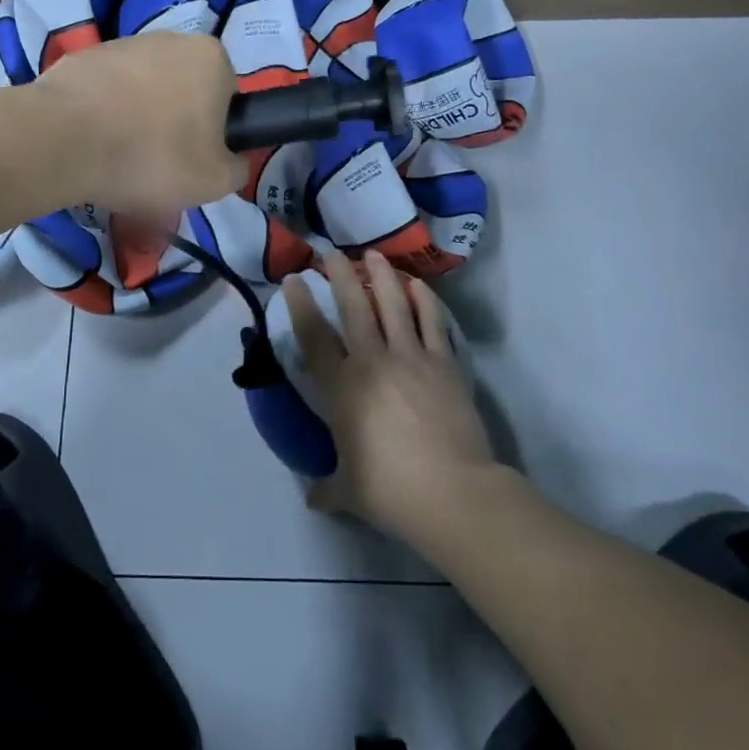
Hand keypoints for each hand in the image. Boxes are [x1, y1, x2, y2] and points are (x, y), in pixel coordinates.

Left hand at [33, 31, 246, 218]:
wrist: (63, 140)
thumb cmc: (152, 156)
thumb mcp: (215, 181)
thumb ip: (238, 167)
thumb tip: (233, 159)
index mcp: (211, 57)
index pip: (227, 98)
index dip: (215, 134)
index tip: (194, 161)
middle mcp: (171, 38)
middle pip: (184, 91)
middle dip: (175, 123)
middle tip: (159, 165)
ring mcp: (122, 43)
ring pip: (143, 91)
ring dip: (138, 119)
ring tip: (121, 159)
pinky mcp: (82, 57)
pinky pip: (106, 92)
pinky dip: (104, 115)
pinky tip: (93, 145)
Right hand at [286, 249, 496, 547]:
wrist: (453, 492)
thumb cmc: (391, 491)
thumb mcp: (348, 491)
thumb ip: (325, 487)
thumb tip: (312, 496)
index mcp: (342, 388)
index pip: (314, 336)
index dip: (301, 304)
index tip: (295, 279)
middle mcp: (373, 362)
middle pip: (353, 307)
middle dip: (339, 275)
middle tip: (331, 253)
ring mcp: (412, 358)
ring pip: (393, 304)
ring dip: (380, 276)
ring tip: (372, 255)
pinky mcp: (445, 363)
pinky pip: (432, 321)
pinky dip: (424, 299)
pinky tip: (417, 285)